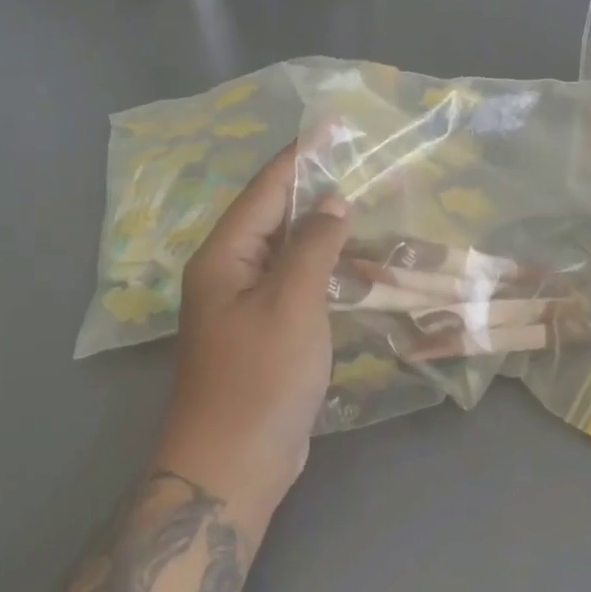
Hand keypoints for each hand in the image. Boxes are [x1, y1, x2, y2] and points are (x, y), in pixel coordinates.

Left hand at [157, 144, 348, 523]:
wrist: (233, 465)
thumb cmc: (260, 377)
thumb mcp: (291, 303)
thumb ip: (313, 245)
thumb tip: (333, 201)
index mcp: (224, 255)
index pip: (267, 189)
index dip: (302, 155)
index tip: (333, 126)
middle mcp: (230, 272)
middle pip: (276, 215)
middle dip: (317, 188)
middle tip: (361, 164)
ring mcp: (246, 304)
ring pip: (290, 250)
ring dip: (325, 229)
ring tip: (366, 204)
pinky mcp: (265, 331)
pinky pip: (297, 283)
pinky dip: (326, 267)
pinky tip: (356, 263)